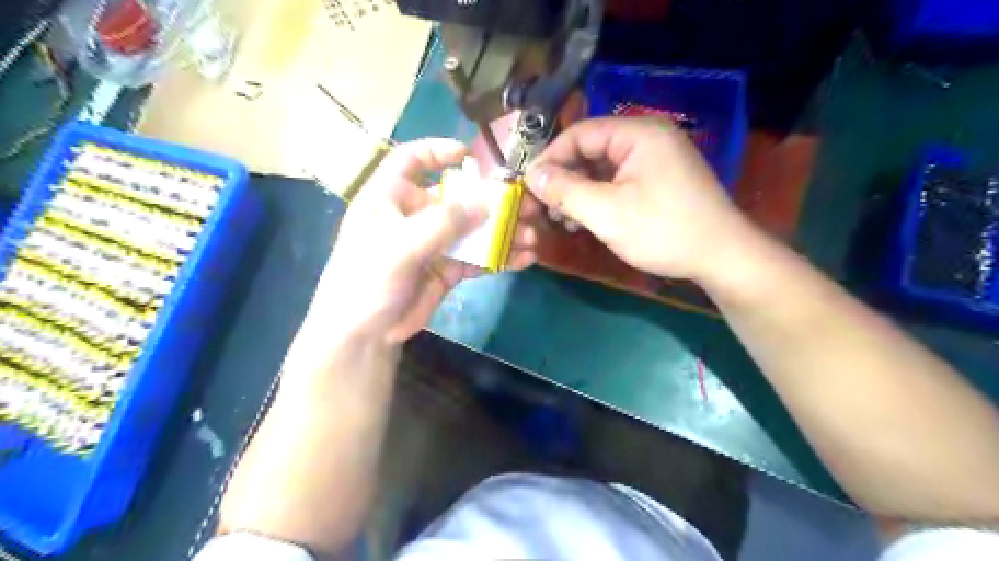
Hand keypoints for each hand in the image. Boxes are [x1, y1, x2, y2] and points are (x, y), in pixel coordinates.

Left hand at [313, 139, 538, 344]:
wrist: (365, 334)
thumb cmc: (368, 278)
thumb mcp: (401, 245)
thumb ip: (445, 222)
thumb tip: (486, 201)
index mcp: (390, 198)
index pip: (410, 161)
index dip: (437, 151)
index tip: (469, 156)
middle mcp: (414, 216)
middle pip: (456, 198)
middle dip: (491, 201)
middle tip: (524, 205)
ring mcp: (433, 244)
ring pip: (472, 230)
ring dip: (501, 232)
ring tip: (531, 237)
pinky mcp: (446, 269)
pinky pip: (477, 258)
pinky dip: (499, 257)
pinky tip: (524, 259)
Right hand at [526, 116, 754, 282]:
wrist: (720, 257)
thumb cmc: (662, 230)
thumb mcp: (606, 212)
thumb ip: (565, 191)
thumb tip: (532, 175)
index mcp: (637, 133)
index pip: (580, 134)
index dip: (551, 158)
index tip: (529, 185)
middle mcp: (648, 137)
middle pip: (591, 150)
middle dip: (565, 178)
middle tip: (545, 207)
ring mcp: (657, 159)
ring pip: (604, 168)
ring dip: (580, 191)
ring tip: (562, 218)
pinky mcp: (661, 180)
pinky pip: (620, 180)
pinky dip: (600, 197)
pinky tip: (586, 219)